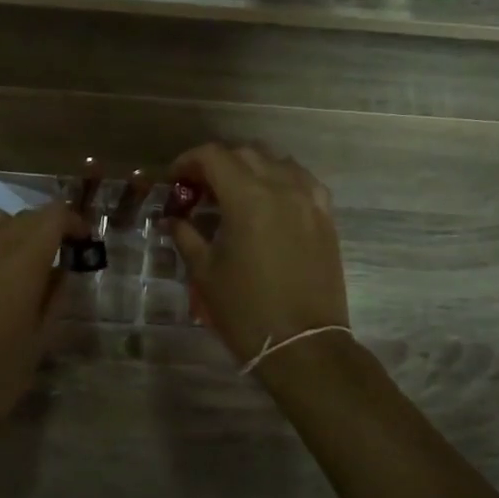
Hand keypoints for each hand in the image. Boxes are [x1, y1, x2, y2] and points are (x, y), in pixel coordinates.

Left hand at [0, 201, 87, 429]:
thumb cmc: (1, 373)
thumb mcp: (42, 336)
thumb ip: (56, 295)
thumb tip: (62, 270)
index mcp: (22, 263)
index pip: (52, 217)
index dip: (72, 222)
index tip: (83, 241)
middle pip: (26, 215)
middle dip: (49, 226)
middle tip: (62, 251)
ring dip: (15, 227)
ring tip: (24, 254)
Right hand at [165, 142, 350, 371]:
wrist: (303, 344)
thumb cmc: (246, 310)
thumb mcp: (205, 272)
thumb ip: (186, 236)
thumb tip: (172, 219)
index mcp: (248, 198)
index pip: (213, 156)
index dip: (188, 161)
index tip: (175, 180)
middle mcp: (281, 188)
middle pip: (245, 153)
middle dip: (217, 163)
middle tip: (198, 188)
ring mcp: (309, 200)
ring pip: (276, 160)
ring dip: (250, 166)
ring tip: (233, 191)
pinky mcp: (326, 216)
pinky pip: (302, 180)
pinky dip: (281, 179)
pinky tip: (270, 199)